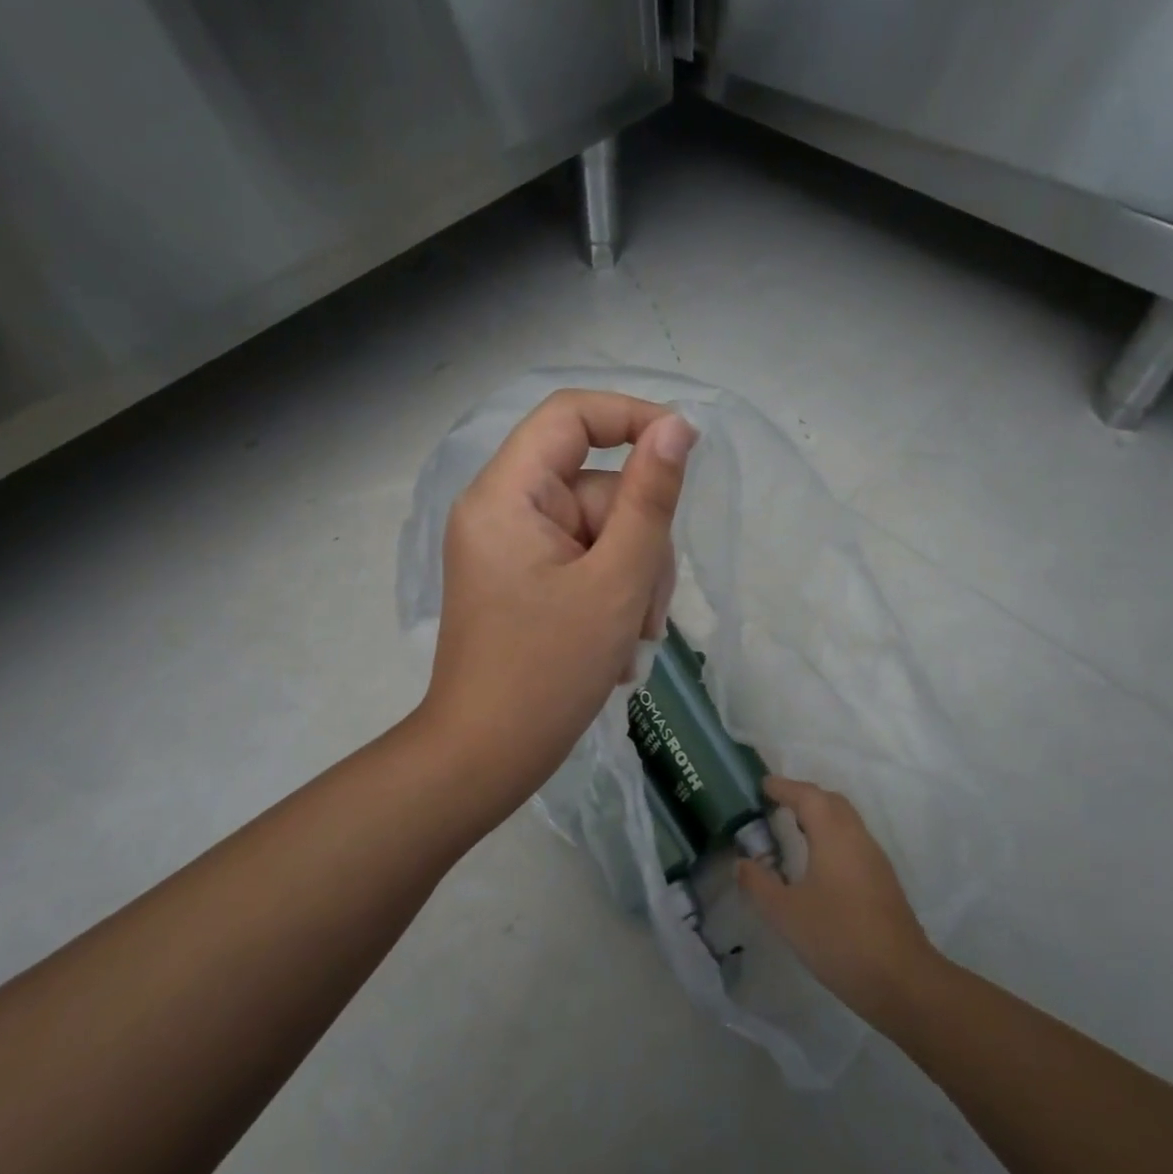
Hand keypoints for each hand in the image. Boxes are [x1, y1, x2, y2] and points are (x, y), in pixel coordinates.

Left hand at [419, 388, 695, 813]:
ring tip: (631, 638)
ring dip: (631, 580)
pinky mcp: (523, 579)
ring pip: (601, 531)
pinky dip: (610, 596)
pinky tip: (615, 646)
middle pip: (597, 487)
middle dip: (638, 543)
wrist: (486, 757)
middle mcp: (502, 509)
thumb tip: (677, 428)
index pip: (571, 416)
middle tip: (646, 610)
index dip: (632, 418)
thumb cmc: (549, 672)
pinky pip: (584, 562)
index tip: (686, 452)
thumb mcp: (616, 581)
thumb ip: (650, 498)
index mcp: (508, 495)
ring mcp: (512, 547)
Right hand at [737, 776, 942, 1028]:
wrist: (901, 980)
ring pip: (845, 821)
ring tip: (791, 829)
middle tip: (775, 804)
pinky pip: (852, 841)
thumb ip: (759, 884)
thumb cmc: (838, 938)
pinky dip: (831, 835)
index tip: (761, 785)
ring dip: (819, 816)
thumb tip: (743, 863)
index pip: (807, 795)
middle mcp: (857, 837)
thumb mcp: (786, 914)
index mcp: (834, 835)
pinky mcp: (882, 880)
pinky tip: (817, 862)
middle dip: (802, 796)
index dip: (783, 787)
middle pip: (830, 801)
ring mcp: (874, 858)